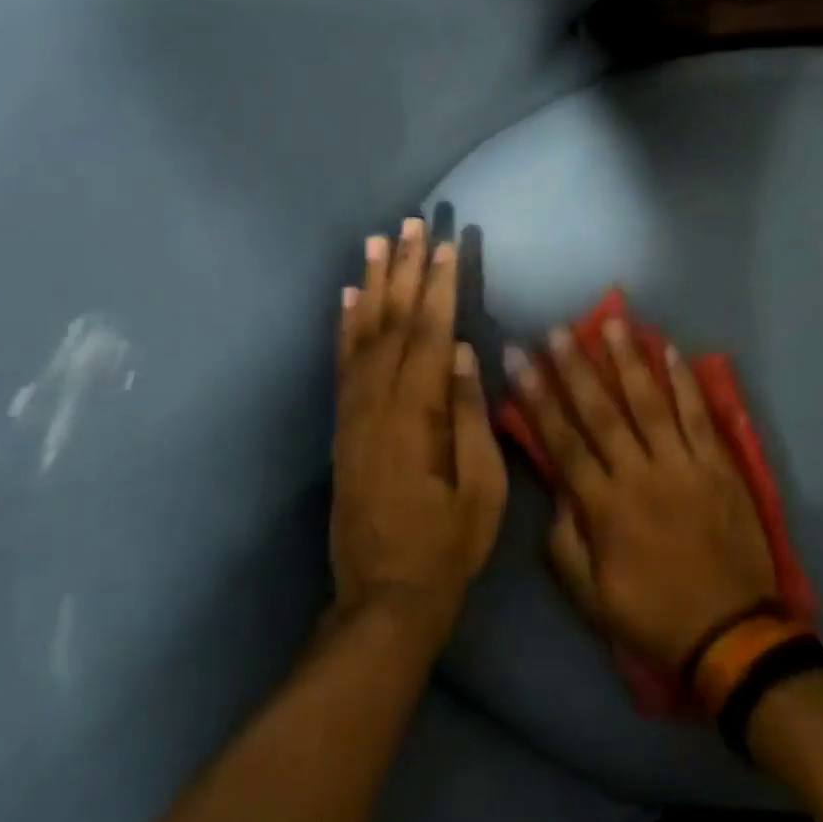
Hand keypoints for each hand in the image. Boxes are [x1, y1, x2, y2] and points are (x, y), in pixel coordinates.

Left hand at [331, 218, 506, 647]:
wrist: (385, 597)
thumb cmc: (448, 546)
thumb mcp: (481, 488)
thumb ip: (469, 416)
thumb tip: (461, 352)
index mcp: (416, 419)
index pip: (429, 336)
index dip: (439, 288)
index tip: (447, 245)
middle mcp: (375, 406)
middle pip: (391, 324)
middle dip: (405, 271)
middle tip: (412, 224)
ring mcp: (352, 416)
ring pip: (361, 337)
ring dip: (372, 286)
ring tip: (377, 242)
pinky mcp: (342, 429)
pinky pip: (341, 366)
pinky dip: (345, 326)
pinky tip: (349, 298)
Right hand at [506, 318, 777, 669]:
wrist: (731, 632)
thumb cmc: (654, 616)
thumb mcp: (590, 597)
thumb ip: (564, 544)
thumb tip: (555, 496)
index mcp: (604, 507)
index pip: (563, 442)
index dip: (537, 399)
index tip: (519, 361)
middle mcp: (640, 475)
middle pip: (601, 412)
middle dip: (575, 368)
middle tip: (556, 330)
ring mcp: (683, 467)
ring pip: (650, 403)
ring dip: (629, 361)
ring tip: (612, 322)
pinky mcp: (719, 466)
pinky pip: (699, 416)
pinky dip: (685, 383)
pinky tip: (671, 351)